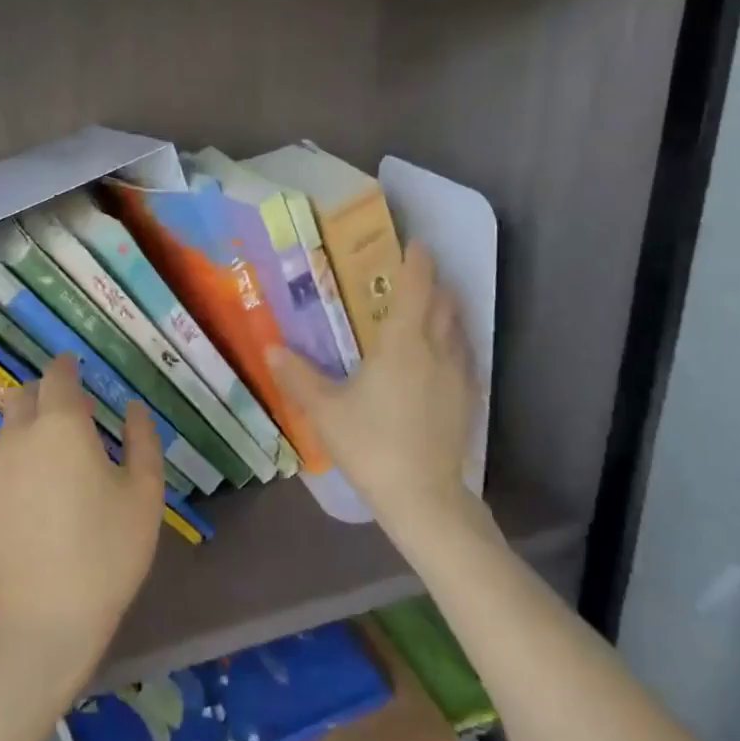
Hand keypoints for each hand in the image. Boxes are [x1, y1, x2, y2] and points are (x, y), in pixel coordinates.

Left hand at [0, 355, 164, 689]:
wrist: (46, 617)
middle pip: (25, 394)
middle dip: (47, 392)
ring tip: (57, 453)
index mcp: (61, 424)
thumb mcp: (145, 492)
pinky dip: (17, 452)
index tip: (78, 366)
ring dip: (31, 423)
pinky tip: (37, 485)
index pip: (58, 375)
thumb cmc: (108, 550)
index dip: (67, 366)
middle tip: (75, 412)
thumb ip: (142, 438)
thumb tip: (132, 407)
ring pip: (9, 425)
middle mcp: (19, 434)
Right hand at [269, 242, 487, 542]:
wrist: (423, 496)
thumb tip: (270, 347)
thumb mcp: (325, 410)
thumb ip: (298, 376)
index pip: (417, 288)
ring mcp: (459, 376)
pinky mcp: (469, 400)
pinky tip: (440, 358)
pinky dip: (454, 343)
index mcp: (403, 343)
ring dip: (446, 312)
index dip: (418, 262)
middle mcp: (437, 350)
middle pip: (445, 303)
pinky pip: (464, 356)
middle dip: (433, 284)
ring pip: (459, 329)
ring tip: (428, 311)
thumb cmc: (371, 444)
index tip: (416, 244)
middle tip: (414, 277)